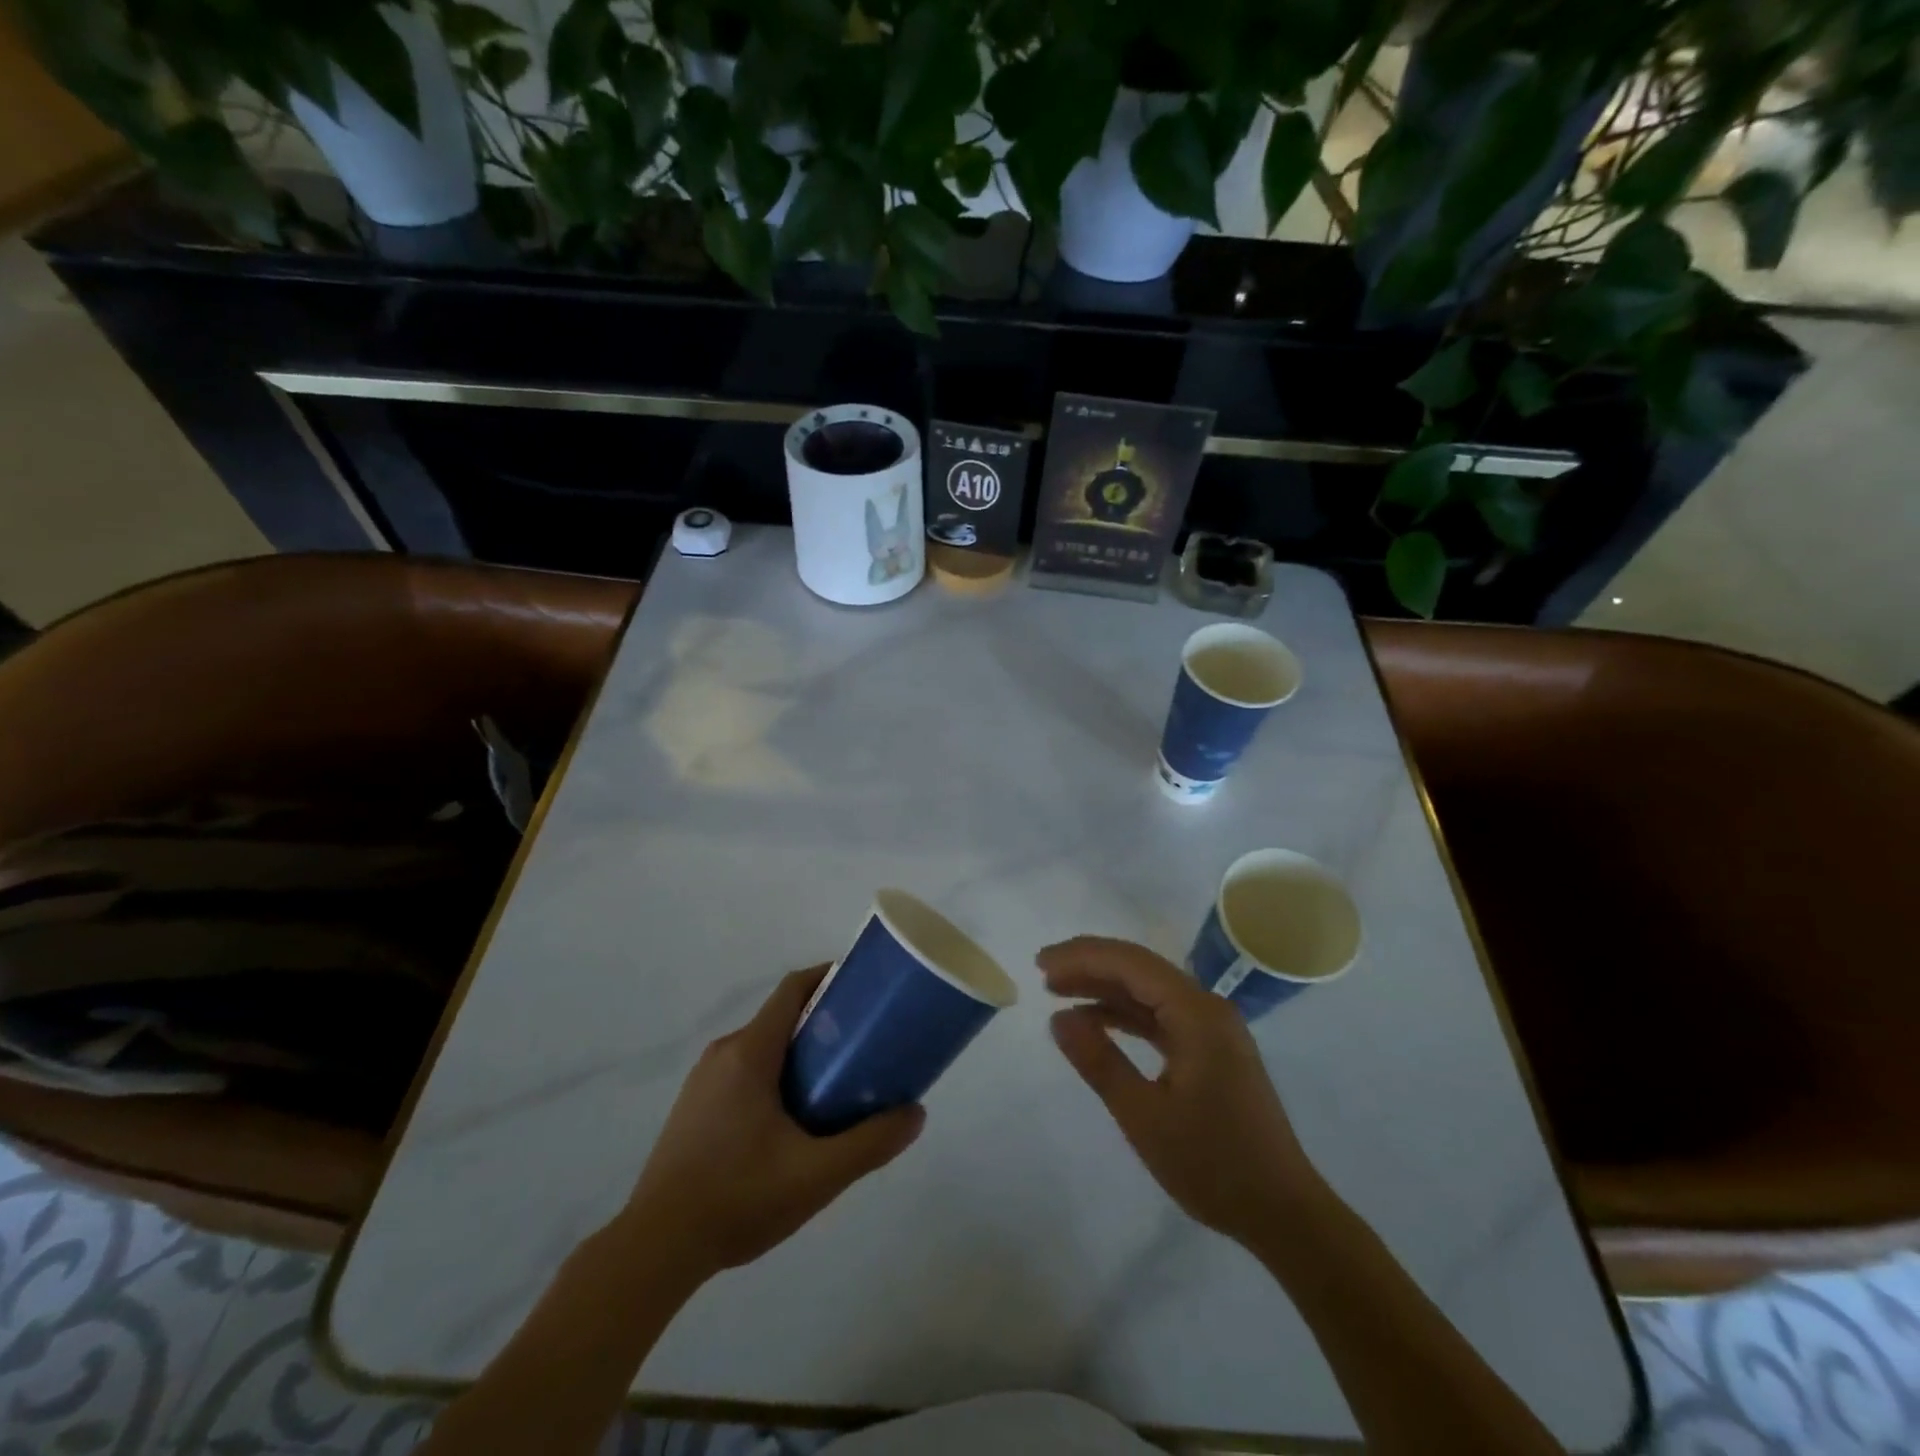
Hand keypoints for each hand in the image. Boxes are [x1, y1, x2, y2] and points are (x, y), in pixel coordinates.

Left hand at [621, 967, 924, 1277]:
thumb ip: (870, 1143)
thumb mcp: (816, 1175)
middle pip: (781, 1018)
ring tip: (835, 1084)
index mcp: (750, 1052)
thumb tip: (916, 1113)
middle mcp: (724, 1053)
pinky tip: (791, 1121)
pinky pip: (743, 1072)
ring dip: (799, 1053)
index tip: (862, 988)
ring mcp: (703, 1081)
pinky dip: (774, 1075)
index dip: (828, 977)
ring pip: (762, 1047)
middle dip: (823, 1023)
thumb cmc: (738, 1198)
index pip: (793, 989)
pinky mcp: (693, 1107)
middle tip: (861, 1046)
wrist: (655, 1248)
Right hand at [1040, 936, 1324, 1245]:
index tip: (1041, 964)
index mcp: (1197, 1014)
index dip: (1083, 957)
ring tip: (1058, 993)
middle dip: (1090, 965)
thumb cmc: (1213, 1165)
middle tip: (1043, 973)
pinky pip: (1160, 1016)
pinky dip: (1125, 1014)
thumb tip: (1058, 1019)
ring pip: (1149, 991)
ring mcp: (1212, 1028)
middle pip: (1140, 969)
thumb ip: (1100, 1062)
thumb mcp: (1144, 1116)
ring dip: (1104, 988)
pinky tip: (1095, 1022)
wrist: (1283, 1213)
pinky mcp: (1211, 1049)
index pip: (1132, 963)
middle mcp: (1207, 1008)